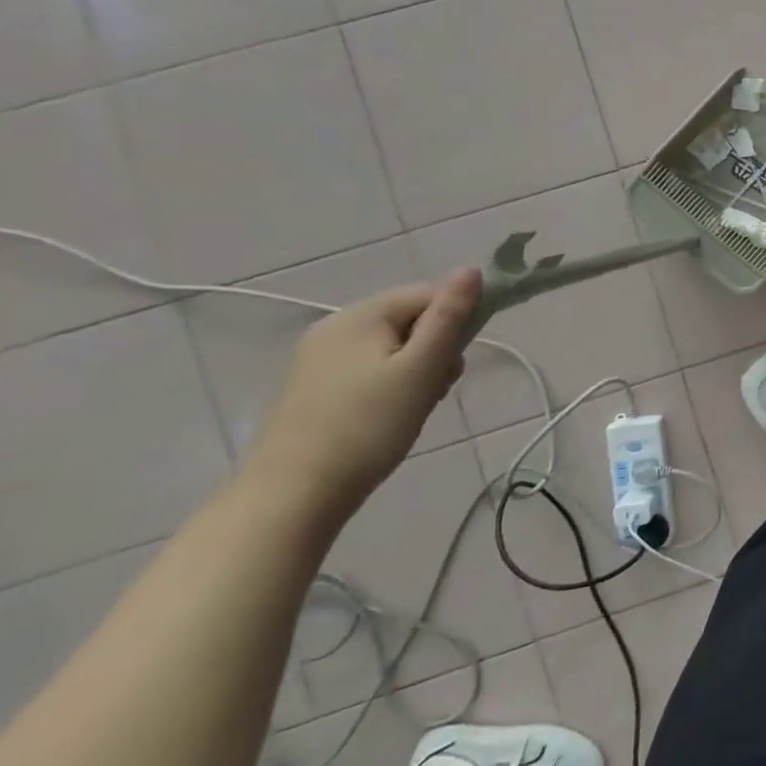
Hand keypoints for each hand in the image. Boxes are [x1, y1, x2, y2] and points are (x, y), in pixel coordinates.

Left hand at [244, 269, 481, 520]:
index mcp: (360, 315)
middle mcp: (335, 328)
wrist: (293, 496)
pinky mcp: (316, 389)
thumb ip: (449, 316)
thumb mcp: (421, 367)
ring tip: (419, 405)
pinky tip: (394, 414)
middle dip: (437, 348)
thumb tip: (472, 269)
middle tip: (439, 386)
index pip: (429, 293)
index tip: (461, 357)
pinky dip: (394, 384)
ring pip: (395, 347)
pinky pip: (373, 369)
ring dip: (419, 369)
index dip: (457, 318)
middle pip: (411, 319)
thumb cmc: (369, 425)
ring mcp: (320, 359)